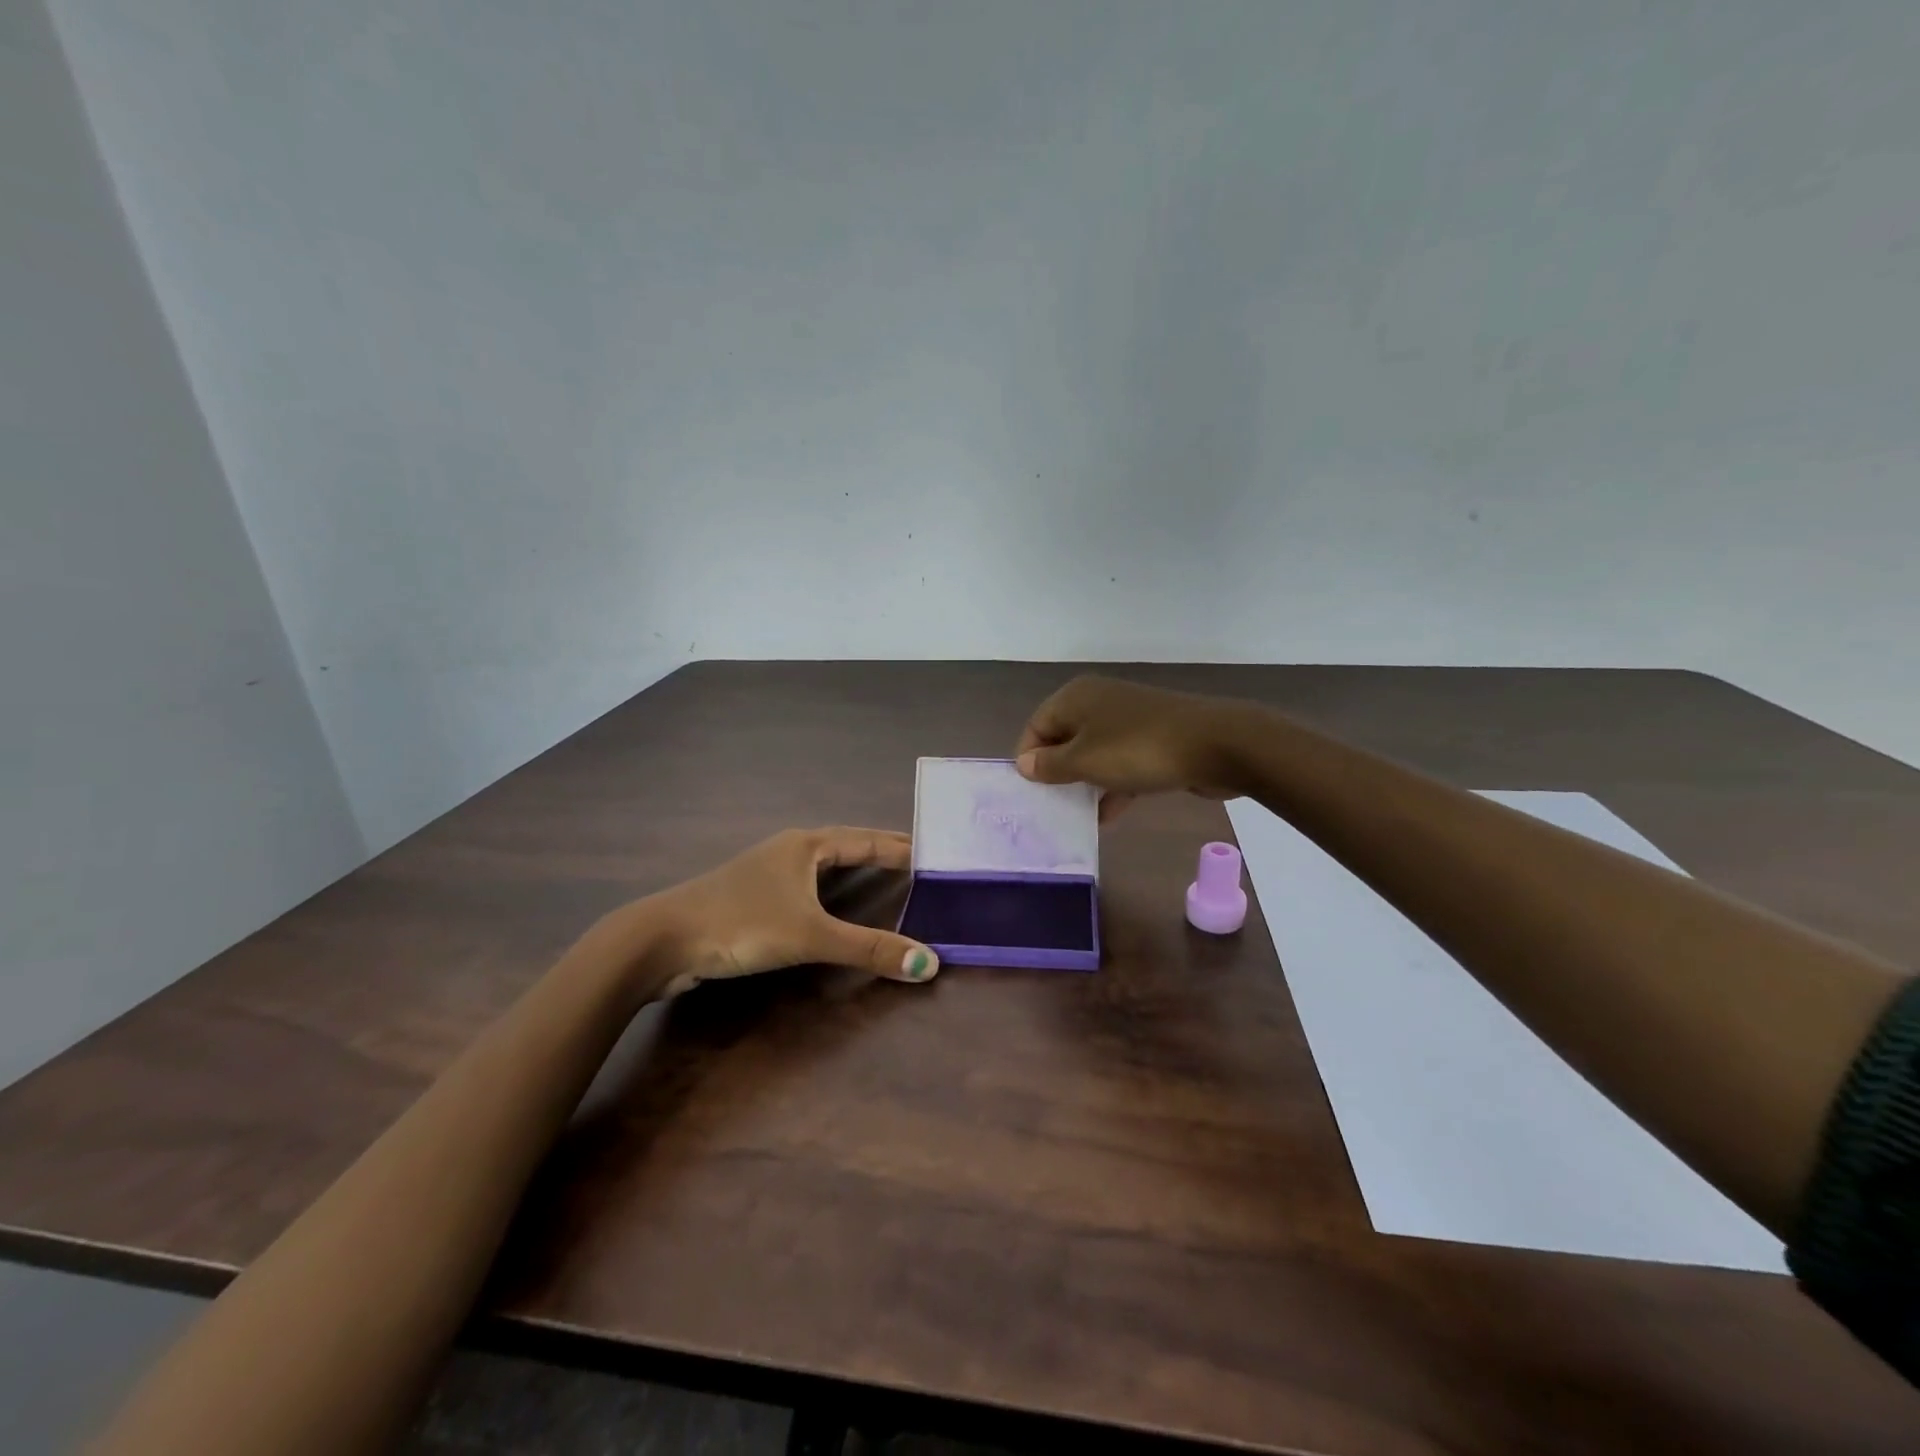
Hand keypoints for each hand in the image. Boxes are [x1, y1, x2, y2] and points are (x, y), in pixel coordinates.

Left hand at [634, 827, 939, 997]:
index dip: (900, 845)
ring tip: (885, 878)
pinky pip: (805, 887)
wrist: (661, 941)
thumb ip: (869, 949)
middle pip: (846, 846)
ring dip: (854, 869)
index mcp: (805, 845)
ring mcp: (767, 873)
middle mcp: (788, 851)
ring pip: (822, 866)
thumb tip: (929, 963)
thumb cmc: (740, 924)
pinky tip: (832, 906)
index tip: (934, 848)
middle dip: (880, 852)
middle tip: (918, 863)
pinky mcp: (752, 898)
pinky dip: (830, 892)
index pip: (866, 839)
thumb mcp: (809, 935)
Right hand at [1015, 675, 1247, 821]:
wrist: (1216, 745)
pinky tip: (1107, 817)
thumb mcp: (1085, 761)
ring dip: (1084, 784)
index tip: (1031, 792)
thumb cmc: (1138, 749)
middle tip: (1049, 807)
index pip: (1036, 726)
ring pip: (1093, 754)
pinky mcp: (1152, 740)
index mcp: (1076, 698)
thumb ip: (1050, 765)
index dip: (1029, 759)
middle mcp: (1098, 702)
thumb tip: (1024, 764)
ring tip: (1074, 817)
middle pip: (1063, 740)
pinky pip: (1121, 763)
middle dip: (1056, 774)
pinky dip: (1112, 786)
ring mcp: (1128, 720)